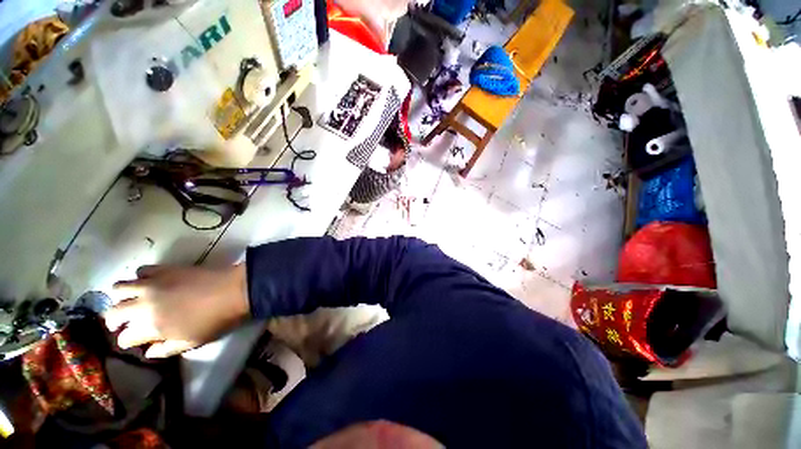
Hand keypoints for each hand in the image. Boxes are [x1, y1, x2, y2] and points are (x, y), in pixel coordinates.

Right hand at [103, 264, 248, 357]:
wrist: (234, 290)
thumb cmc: (215, 320)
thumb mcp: (191, 343)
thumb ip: (165, 349)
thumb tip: (148, 352)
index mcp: (149, 327)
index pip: (124, 339)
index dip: (127, 341)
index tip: (134, 341)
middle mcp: (142, 305)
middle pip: (112, 313)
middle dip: (114, 320)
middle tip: (124, 322)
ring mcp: (151, 284)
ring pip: (118, 288)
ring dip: (120, 297)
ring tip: (131, 301)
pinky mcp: (164, 269)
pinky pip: (140, 270)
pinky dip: (139, 278)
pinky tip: (149, 283)